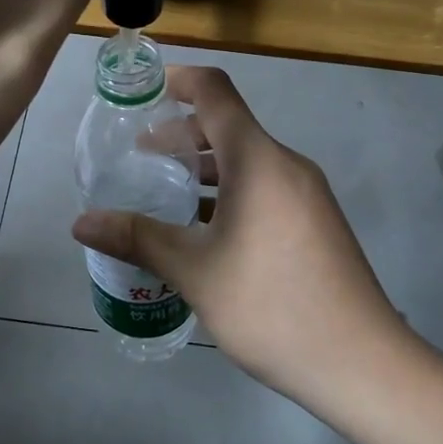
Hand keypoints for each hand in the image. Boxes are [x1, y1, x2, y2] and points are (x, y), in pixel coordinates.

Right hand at [71, 66, 409, 403]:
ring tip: (165, 191)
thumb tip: (81, 222)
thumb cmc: (271, 305)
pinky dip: (229, 190)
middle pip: (229, 126)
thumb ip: (137, 238)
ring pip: (247, 160)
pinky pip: (264, 186)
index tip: (144, 91)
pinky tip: (204, 229)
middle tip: (140, 154)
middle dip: (182, 133)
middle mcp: (286, 165)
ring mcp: (306, 194)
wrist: (361, 363)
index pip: (216, 92)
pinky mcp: (315, 221)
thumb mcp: (194, 271)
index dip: (178, 80)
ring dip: (205, 166)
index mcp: (258, 160)